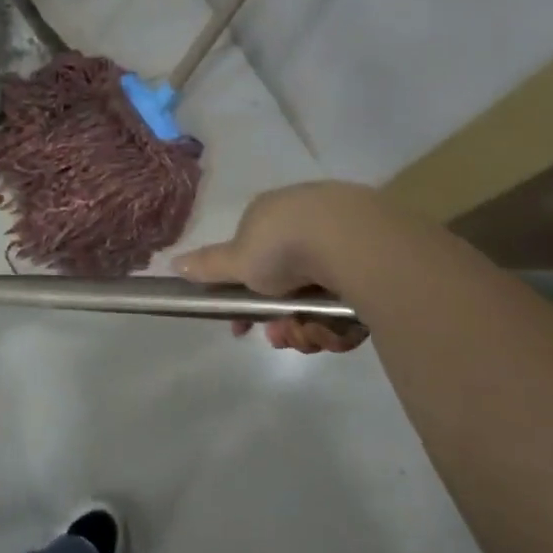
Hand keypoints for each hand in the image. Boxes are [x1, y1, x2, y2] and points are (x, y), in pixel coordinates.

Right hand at [175, 182, 371, 354]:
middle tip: (284, 336)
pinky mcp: (378, 262)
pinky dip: (342, 322)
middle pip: (289, 287)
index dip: (248, 296)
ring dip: (310, 328)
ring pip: (320, 301)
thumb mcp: (237, 259)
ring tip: (312, 335)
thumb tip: (173, 262)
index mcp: (271, 216)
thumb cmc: (283, 245)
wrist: (351, 240)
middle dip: (283, 320)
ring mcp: (344, 241)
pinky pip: (353, 302)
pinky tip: (340, 328)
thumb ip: (208, 265)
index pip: (255, 259)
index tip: (246, 325)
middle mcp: (306, 224)